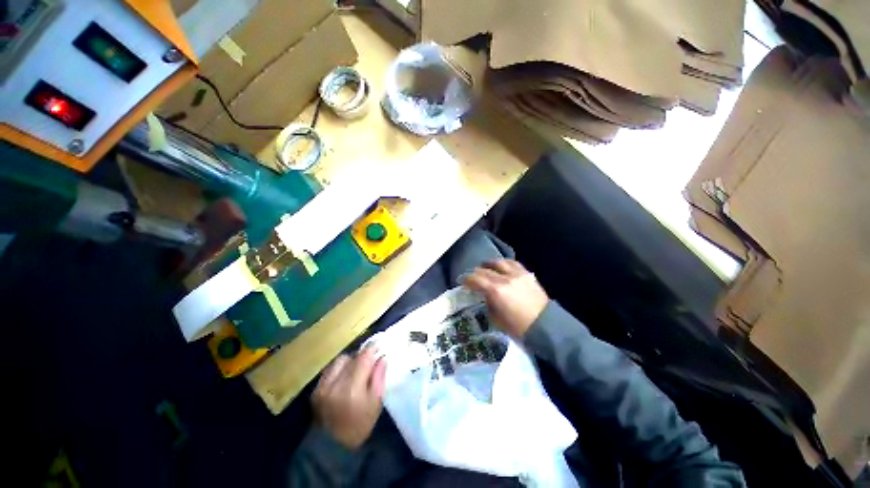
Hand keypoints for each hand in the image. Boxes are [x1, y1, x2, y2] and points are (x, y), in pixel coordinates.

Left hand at [312, 347, 385, 448]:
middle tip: (369, 362)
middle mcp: (335, 384)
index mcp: (353, 389)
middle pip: (351, 357)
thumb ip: (379, 377)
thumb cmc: (360, 424)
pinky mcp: (316, 390)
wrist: (333, 447)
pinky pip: (330, 369)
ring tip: (355, 370)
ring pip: (339, 361)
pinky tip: (343, 378)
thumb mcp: (376, 402)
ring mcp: (323, 387)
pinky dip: (339, 369)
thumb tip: (382, 357)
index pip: (363, 358)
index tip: (378, 346)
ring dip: (350, 361)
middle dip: (362, 356)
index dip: (372, 349)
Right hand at [464, 259, 548, 338]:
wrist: (545, 326)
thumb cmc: (518, 327)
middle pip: (485, 270)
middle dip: (476, 273)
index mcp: (495, 291)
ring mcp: (517, 274)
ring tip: (485, 266)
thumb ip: (488, 303)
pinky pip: (513, 263)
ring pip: (499, 262)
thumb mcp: (496, 318)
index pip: (476, 279)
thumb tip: (484, 294)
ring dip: (489, 264)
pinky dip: (504, 263)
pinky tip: (502, 266)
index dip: (467, 279)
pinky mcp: (526, 274)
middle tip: (472, 277)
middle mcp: (505, 278)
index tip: (462, 281)